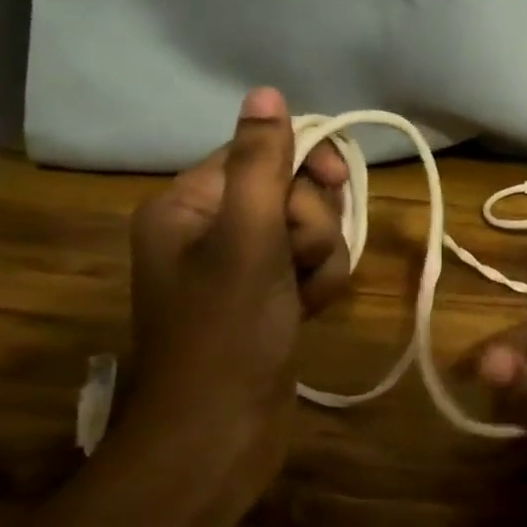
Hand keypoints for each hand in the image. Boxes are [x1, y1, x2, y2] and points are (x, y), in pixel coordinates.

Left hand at [128, 87, 352, 432]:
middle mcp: (211, 228)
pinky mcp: (267, 297)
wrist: (220, 434)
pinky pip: (311, 265)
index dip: (305, 163)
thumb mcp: (247, 238)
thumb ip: (260, 163)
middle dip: (312, 223)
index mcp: (189, 205)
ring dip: (322, 258)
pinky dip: (320, 283)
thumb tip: (265, 92)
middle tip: (298, 259)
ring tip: (305, 296)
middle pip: (291, 191)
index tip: (337, 181)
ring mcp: (242, 266)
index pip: (261, 152)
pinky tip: (310, 311)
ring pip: (310, 230)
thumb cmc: (228, 330)